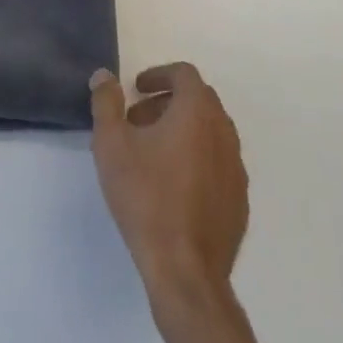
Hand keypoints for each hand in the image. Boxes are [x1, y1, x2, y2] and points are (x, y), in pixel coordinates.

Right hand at [90, 63, 249, 305]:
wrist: (185, 269)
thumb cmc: (145, 198)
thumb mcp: (111, 145)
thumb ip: (106, 103)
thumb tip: (104, 75)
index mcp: (198, 112)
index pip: (184, 74)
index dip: (159, 74)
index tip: (136, 89)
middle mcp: (224, 131)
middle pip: (199, 100)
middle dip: (166, 102)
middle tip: (137, 121)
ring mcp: (236, 166)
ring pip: (210, 131)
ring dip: (182, 130)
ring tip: (151, 155)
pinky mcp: (239, 197)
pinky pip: (217, 162)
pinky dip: (196, 158)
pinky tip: (172, 186)